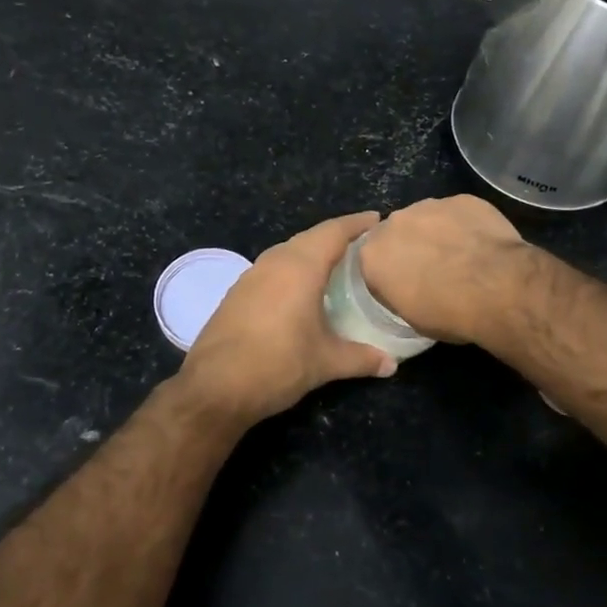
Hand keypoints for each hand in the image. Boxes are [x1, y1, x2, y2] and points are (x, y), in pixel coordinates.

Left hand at [179, 212, 396, 427]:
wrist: (214, 388)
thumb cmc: (278, 365)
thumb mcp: (326, 362)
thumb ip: (362, 358)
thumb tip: (391, 365)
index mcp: (300, 267)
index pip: (333, 232)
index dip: (357, 223)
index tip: (378, 219)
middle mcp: (274, 262)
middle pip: (310, 237)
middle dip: (336, 236)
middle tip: (363, 244)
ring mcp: (251, 276)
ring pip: (288, 252)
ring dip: (312, 252)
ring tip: (336, 264)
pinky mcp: (236, 293)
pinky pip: (272, 269)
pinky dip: (292, 269)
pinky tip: (301, 289)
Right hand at [357, 196, 527, 344]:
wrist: (498, 289)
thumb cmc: (450, 313)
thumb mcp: (412, 318)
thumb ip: (399, 293)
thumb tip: (407, 288)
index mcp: (373, 255)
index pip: (373, 263)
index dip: (390, 275)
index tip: (406, 287)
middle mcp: (394, 222)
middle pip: (397, 233)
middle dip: (410, 247)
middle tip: (433, 269)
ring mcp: (430, 205)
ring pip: (427, 218)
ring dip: (437, 233)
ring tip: (461, 256)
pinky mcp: (462, 199)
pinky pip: (458, 213)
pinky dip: (465, 225)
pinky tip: (482, 244)